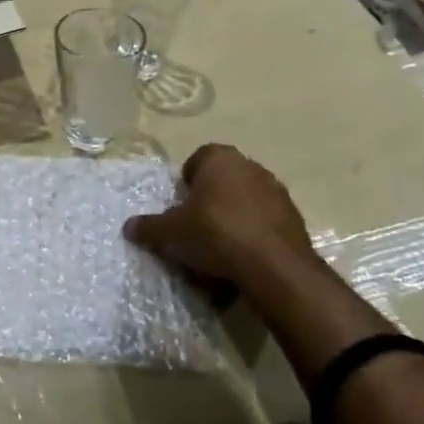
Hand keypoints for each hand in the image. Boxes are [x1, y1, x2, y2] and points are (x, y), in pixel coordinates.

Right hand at [124, 144, 343, 322]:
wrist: (273, 265)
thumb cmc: (215, 232)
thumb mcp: (171, 232)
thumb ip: (149, 227)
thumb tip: (128, 226)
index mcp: (220, 158)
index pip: (198, 159)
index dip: (186, 181)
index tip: (180, 205)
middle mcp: (251, 166)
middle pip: (224, 179)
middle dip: (210, 200)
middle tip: (196, 226)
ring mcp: (277, 191)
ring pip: (246, 201)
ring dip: (234, 218)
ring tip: (220, 247)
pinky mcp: (294, 218)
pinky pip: (265, 223)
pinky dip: (254, 235)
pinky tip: (244, 259)